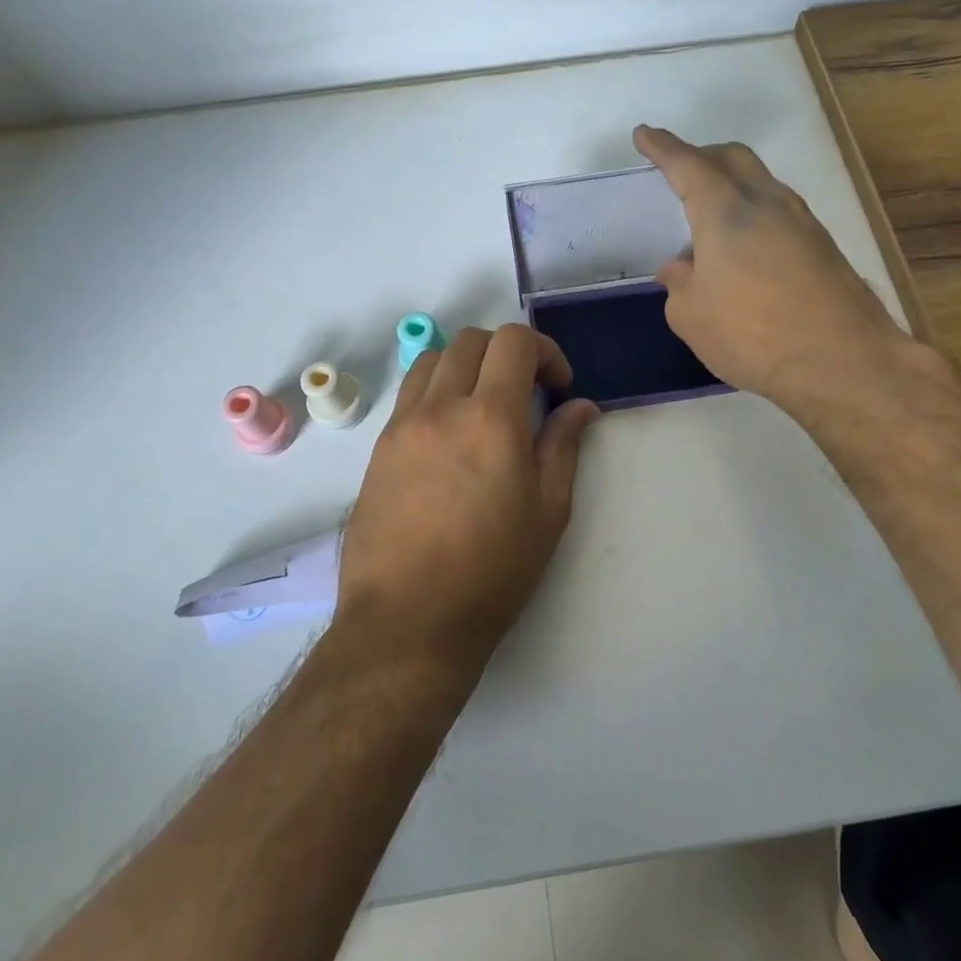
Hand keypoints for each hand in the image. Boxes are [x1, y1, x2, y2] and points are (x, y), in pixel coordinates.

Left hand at [336, 324, 598, 678]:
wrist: (408, 620)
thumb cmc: (492, 571)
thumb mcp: (548, 512)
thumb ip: (564, 446)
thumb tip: (581, 407)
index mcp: (491, 418)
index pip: (514, 342)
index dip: (545, 351)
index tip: (558, 387)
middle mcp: (442, 407)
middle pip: (472, 340)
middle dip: (506, 353)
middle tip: (525, 392)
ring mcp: (403, 425)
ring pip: (433, 359)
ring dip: (466, 365)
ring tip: (482, 405)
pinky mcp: (378, 447)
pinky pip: (409, 394)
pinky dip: (436, 391)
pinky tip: (449, 434)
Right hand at [633, 125, 905, 413]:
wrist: (843, 360)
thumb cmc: (752, 335)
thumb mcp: (692, 317)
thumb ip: (679, 285)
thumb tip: (680, 268)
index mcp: (725, 211)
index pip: (687, 164)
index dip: (662, 148)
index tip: (645, 134)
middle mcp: (766, 202)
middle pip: (732, 158)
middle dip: (702, 156)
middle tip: (680, 169)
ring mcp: (802, 221)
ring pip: (761, 182)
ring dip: (732, 186)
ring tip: (711, 219)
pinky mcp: (823, 246)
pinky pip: (780, 212)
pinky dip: (755, 214)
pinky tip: (746, 250)